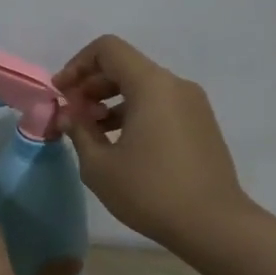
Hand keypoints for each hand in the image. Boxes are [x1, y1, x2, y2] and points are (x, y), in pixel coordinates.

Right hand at [54, 34, 252, 250]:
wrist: (214, 225)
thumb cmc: (150, 191)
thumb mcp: (100, 166)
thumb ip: (78, 131)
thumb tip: (68, 115)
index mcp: (151, 85)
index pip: (108, 49)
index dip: (77, 65)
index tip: (61, 94)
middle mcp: (175, 85)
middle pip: (125, 66)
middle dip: (91, 85)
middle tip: (72, 116)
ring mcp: (193, 104)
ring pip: (143, 87)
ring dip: (111, 101)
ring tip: (92, 134)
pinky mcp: (201, 124)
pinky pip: (160, 105)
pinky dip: (134, 113)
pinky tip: (120, 145)